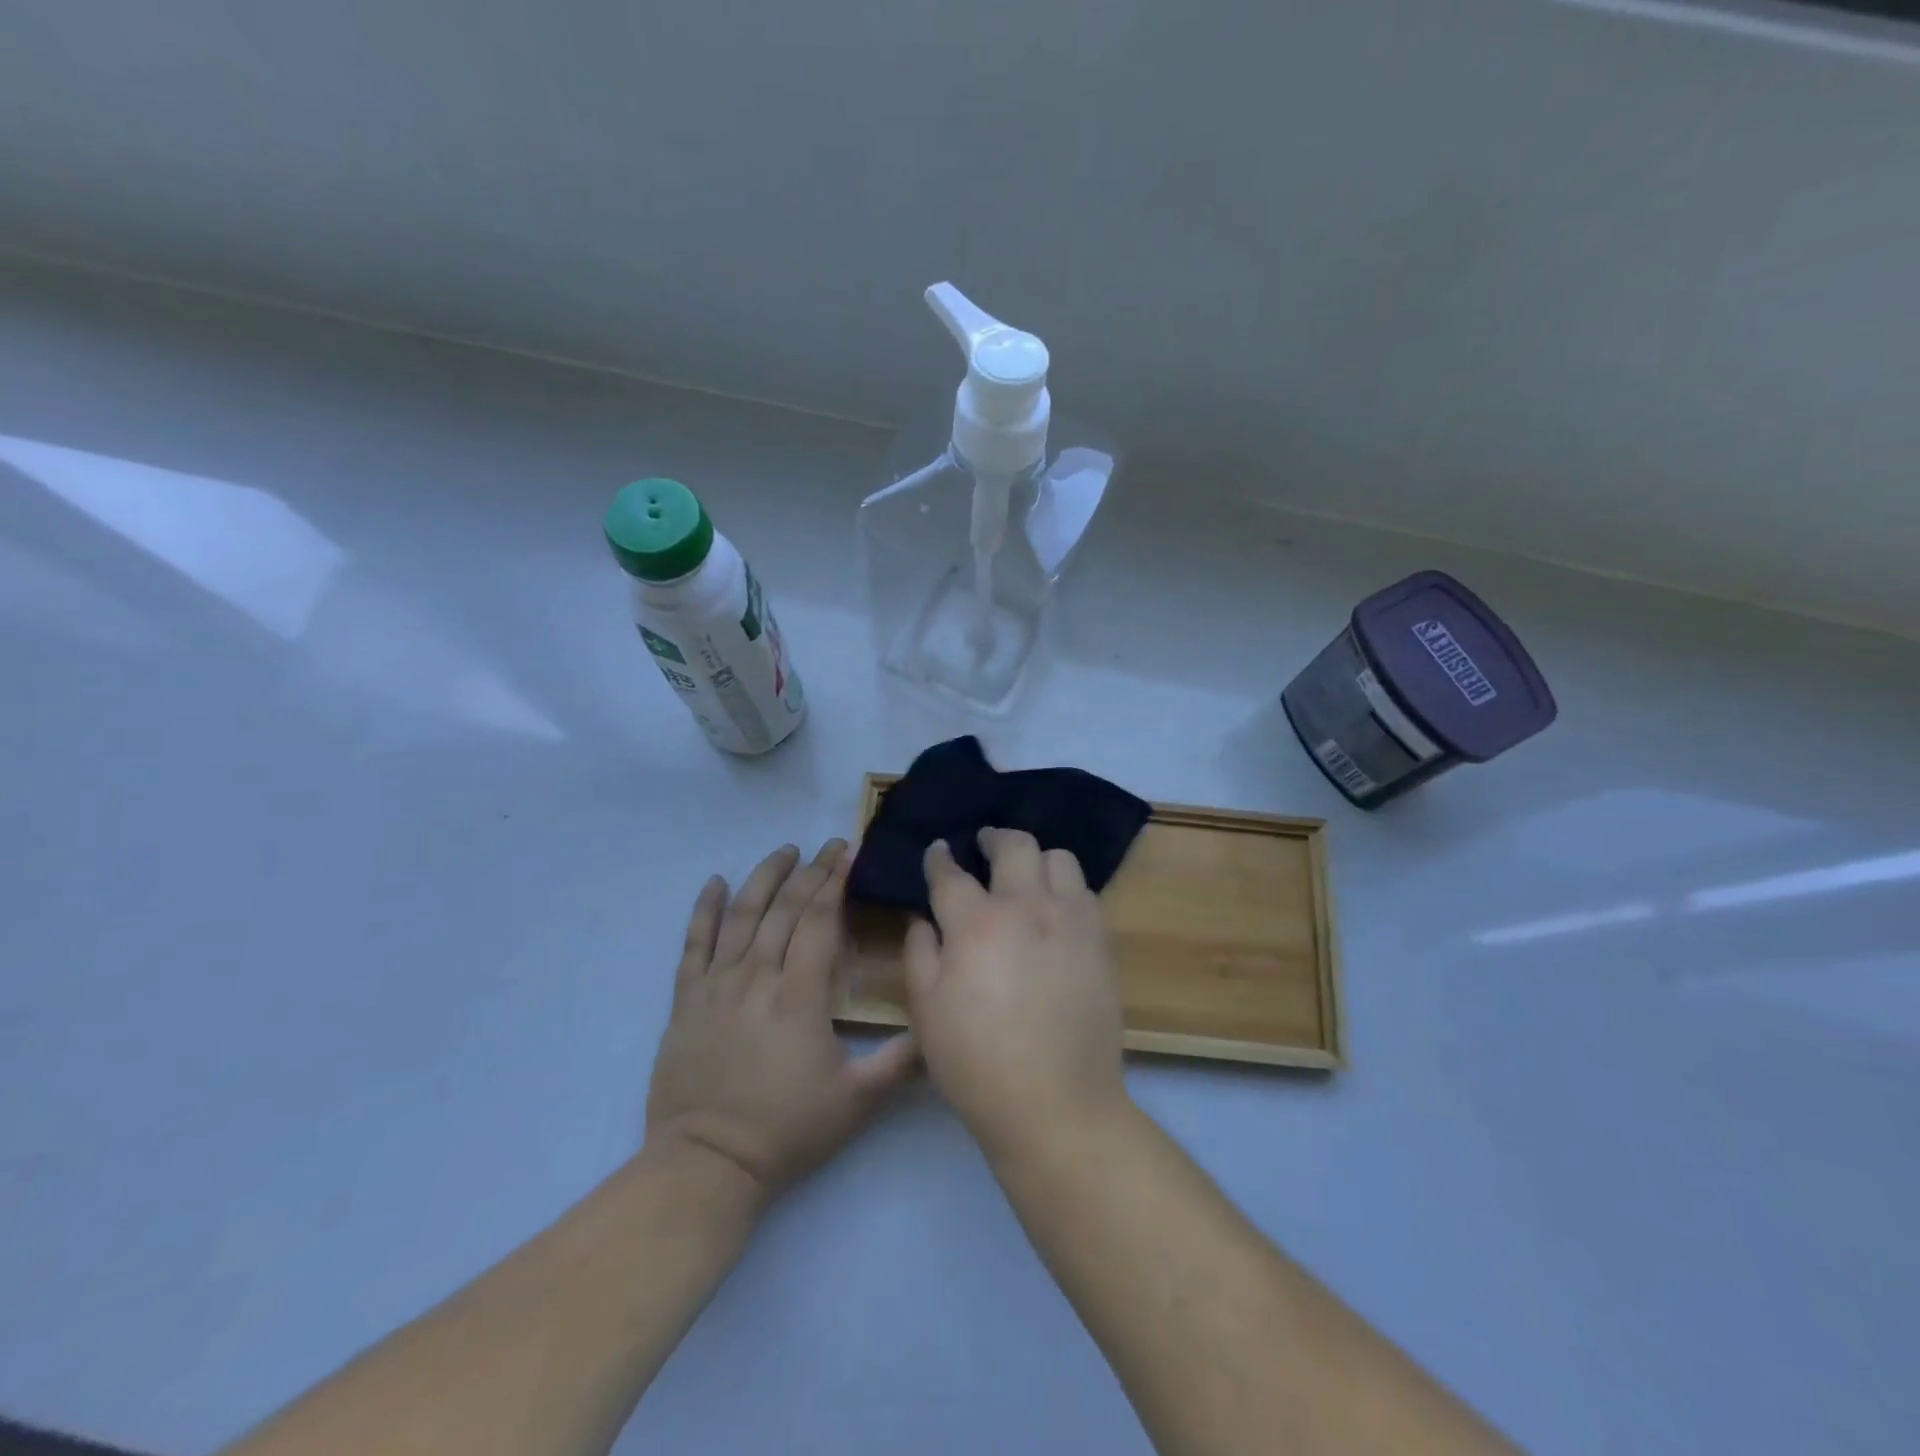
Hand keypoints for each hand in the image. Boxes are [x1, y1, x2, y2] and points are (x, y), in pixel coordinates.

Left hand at [645, 840, 917, 1201]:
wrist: (707, 1164)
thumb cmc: (787, 1130)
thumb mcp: (858, 1101)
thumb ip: (901, 1060)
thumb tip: (938, 1024)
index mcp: (800, 995)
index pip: (819, 921)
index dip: (835, 883)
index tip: (848, 854)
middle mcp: (757, 977)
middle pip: (785, 910)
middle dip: (810, 872)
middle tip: (828, 846)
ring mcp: (717, 986)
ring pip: (741, 916)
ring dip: (764, 878)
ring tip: (785, 850)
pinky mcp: (686, 1000)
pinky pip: (693, 944)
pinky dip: (704, 910)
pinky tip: (715, 883)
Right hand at [904, 829, 1127, 1157]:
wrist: (1056, 1102)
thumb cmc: (976, 1060)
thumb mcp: (926, 1010)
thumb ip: (920, 952)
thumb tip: (923, 918)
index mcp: (975, 923)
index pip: (951, 873)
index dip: (939, 857)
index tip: (937, 850)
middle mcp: (1026, 907)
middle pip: (1013, 846)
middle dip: (993, 837)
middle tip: (984, 844)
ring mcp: (1070, 919)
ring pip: (1058, 858)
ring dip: (1036, 858)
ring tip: (1026, 874)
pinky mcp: (1101, 939)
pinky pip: (1085, 892)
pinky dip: (1066, 887)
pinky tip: (1056, 907)